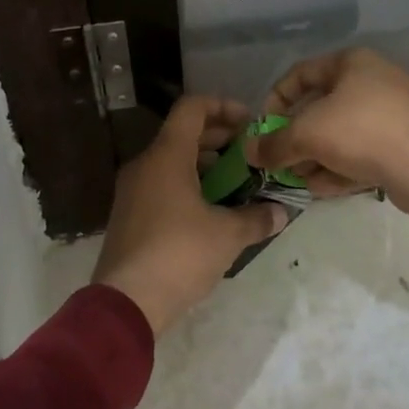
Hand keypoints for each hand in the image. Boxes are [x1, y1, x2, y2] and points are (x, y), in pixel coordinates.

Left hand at [92, 96, 287, 336]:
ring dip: (205, 165)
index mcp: (166, 155)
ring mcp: (132, 190)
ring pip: (172, 161)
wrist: (126, 301)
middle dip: (219, 140)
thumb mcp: (227, 235)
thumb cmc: (180, 254)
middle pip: (183, 134)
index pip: (192, 108)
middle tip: (250, 155)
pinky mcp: (129, 215)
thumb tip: (281, 212)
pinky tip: (211, 211)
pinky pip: (162, 185)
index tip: (250, 123)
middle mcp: (145, 164)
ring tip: (237, 184)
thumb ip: (257, 218)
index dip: (223, 107)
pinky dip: (187, 186)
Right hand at [247, 48, 408, 235]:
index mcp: (353, 62)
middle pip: (322, 107)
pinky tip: (325, 188)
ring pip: (342, 132)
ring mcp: (395, 111)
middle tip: (281, 160)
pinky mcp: (406, 142)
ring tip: (301, 180)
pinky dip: (342, 166)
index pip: (301, 73)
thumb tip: (249, 152)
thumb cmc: (361, 132)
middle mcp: (375, 79)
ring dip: (316, 157)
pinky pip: (364, 150)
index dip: (276, 99)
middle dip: (297, 137)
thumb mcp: (306, 135)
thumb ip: (273, 143)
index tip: (263, 128)